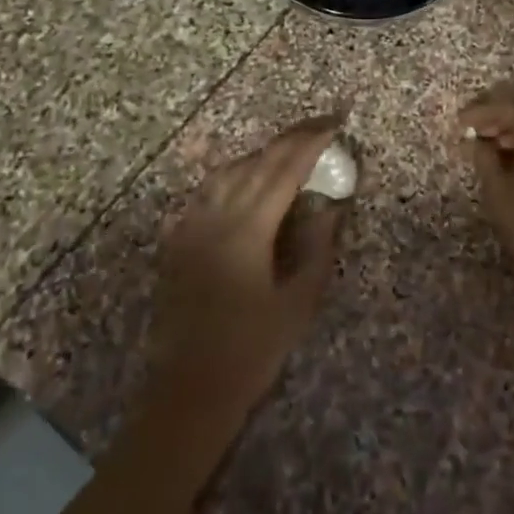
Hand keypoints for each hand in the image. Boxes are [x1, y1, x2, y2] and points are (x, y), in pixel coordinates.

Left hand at [143, 116, 345, 435]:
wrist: (188, 390)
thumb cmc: (251, 350)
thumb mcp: (298, 302)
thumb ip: (317, 247)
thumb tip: (331, 205)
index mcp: (248, 228)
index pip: (285, 169)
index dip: (312, 142)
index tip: (336, 124)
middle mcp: (216, 215)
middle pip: (257, 161)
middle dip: (291, 139)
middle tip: (320, 126)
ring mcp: (191, 224)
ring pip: (229, 170)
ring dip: (262, 153)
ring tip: (289, 149)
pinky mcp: (177, 239)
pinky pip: (207, 190)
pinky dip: (233, 174)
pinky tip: (245, 179)